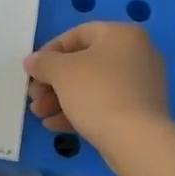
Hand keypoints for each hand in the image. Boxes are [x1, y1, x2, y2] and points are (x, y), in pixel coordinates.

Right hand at [24, 22, 169, 145]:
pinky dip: (80, 111)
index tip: (33, 71)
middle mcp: (137, 54)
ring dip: (61, 99)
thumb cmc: (97, 93)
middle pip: (84, 63)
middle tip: (34, 97)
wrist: (137, 140)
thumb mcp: (61, 72)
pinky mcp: (142, 111)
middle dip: (53, 82)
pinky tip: (55, 125)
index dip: (49, 51)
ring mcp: (142, 84)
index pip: (77, 34)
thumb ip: (43, 62)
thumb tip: (32, 61)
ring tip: (39, 115)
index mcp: (122, 35)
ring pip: (93, 86)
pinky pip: (105, 104)